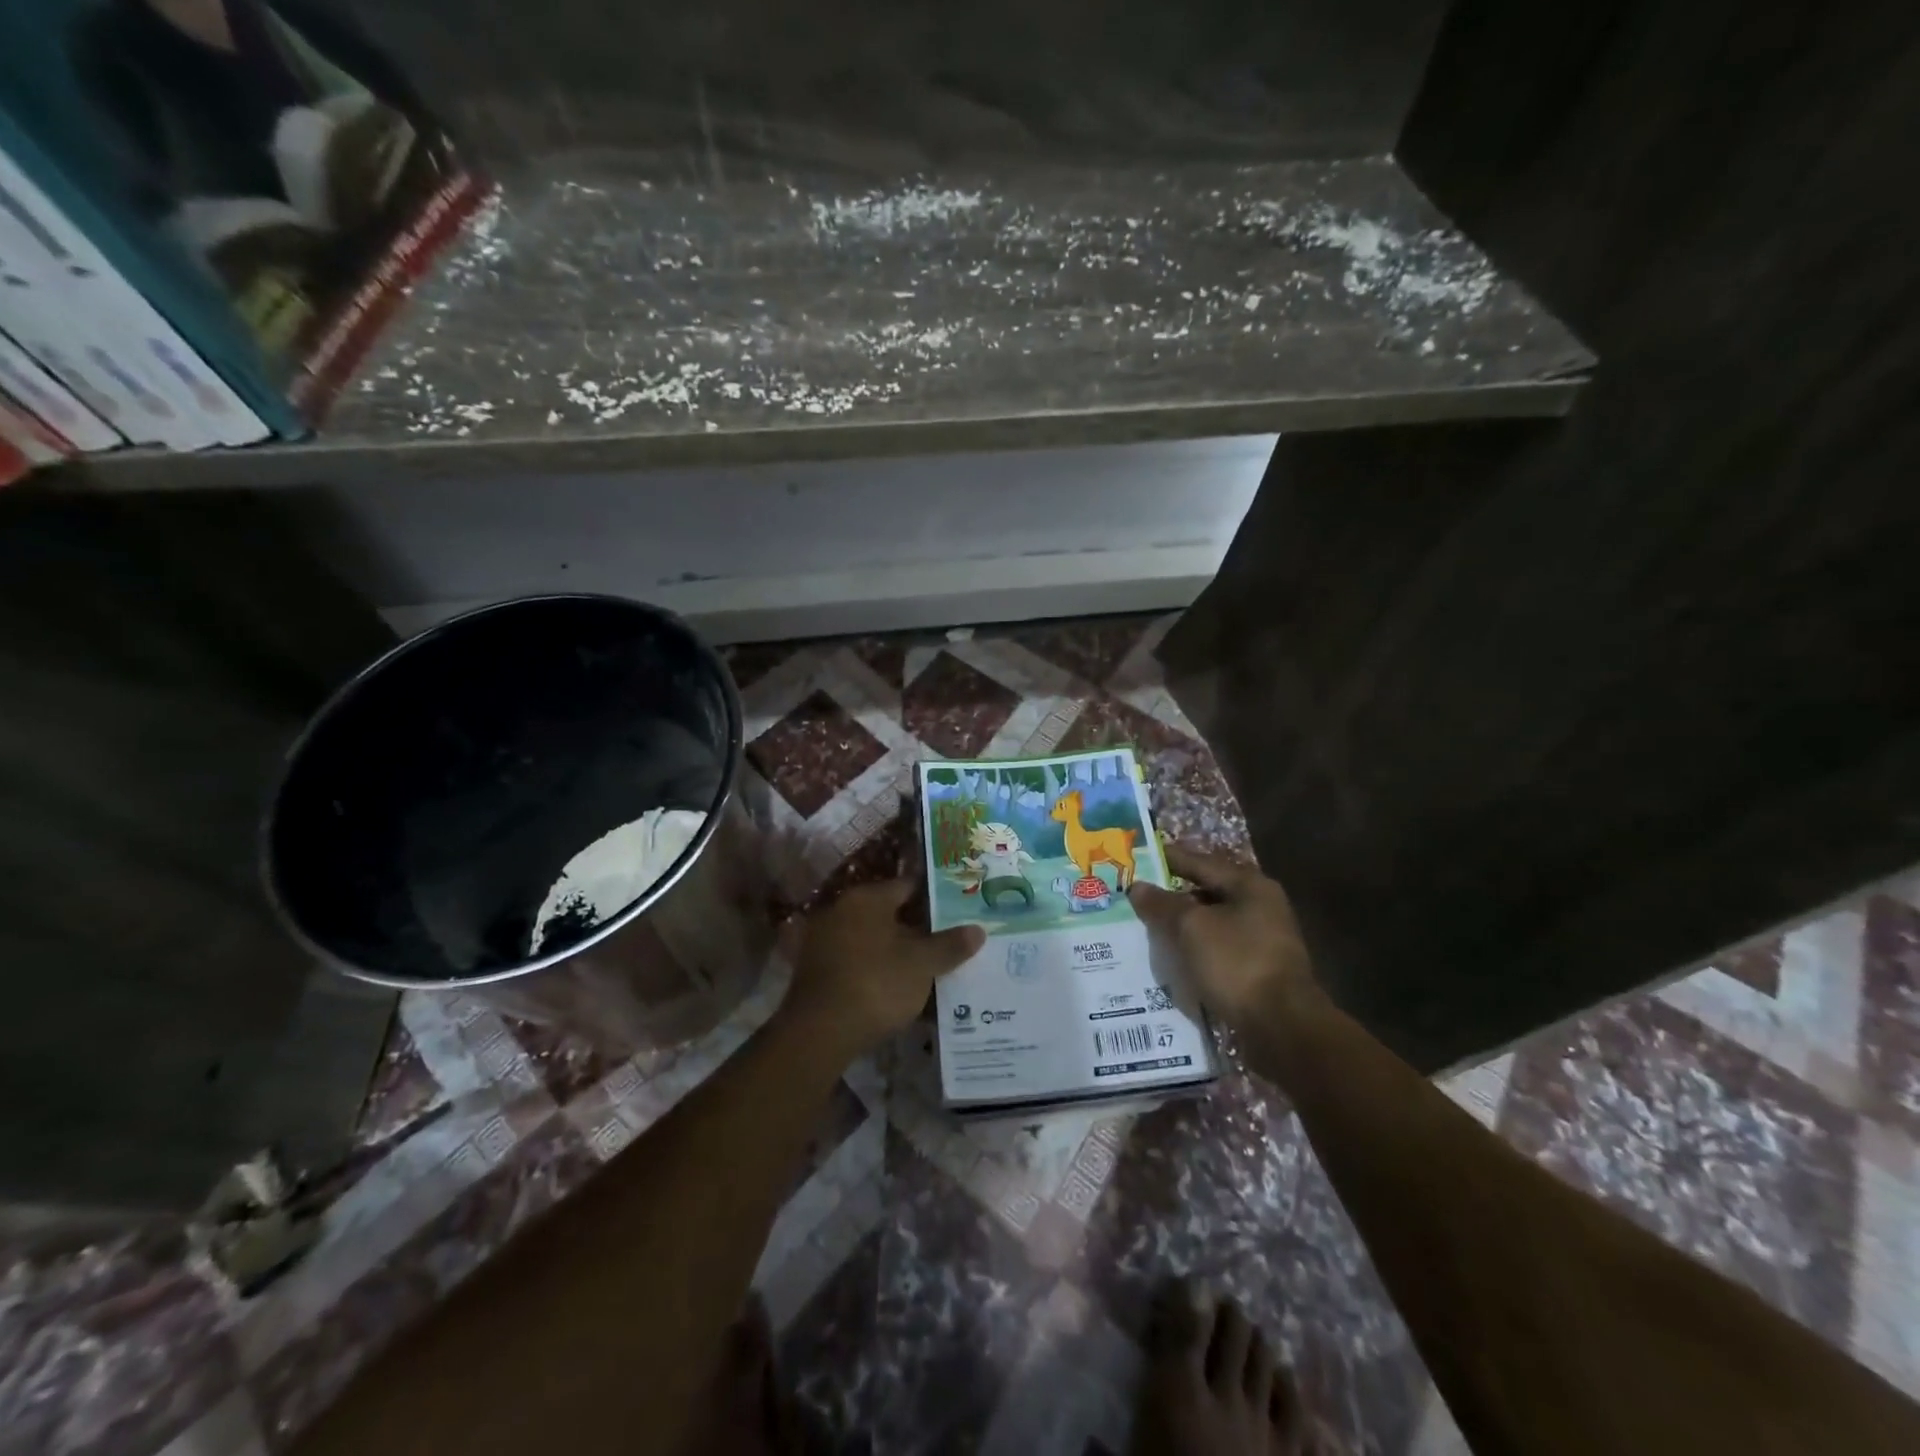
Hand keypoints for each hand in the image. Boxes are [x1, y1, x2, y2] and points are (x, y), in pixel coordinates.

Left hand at [784, 880, 984, 1060]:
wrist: (819, 1032)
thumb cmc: (876, 983)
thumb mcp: (922, 964)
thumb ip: (950, 945)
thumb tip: (978, 930)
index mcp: (867, 898)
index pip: (908, 886)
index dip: (935, 898)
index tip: (958, 911)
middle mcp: (841, 909)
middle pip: (889, 913)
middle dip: (917, 927)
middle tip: (948, 940)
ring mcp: (824, 940)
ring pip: (872, 939)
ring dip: (896, 951)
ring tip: (927, 967)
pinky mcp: (816, 970)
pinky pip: (857, 961)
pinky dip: (876, 969)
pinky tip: (896, 987)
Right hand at [1129, 844, 1318, 1031]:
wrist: (1282, 1027)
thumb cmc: (1236, 963)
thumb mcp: (1191, 927)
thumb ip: (1162, 904)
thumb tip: (1137, 887)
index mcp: (1249, 885)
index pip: (1200, 862)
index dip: (1167, 859)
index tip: (1137, 857)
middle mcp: (1260, 906)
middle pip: (1207, 892)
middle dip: (1172, 895)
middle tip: (1136, 895)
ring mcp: (1262, 940)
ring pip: (1211, 922)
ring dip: (1182, 925)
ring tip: (1146, 928)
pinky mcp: (1258, 969)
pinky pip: (1217, 949)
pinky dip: (1194, 949)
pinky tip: (1171, 957)